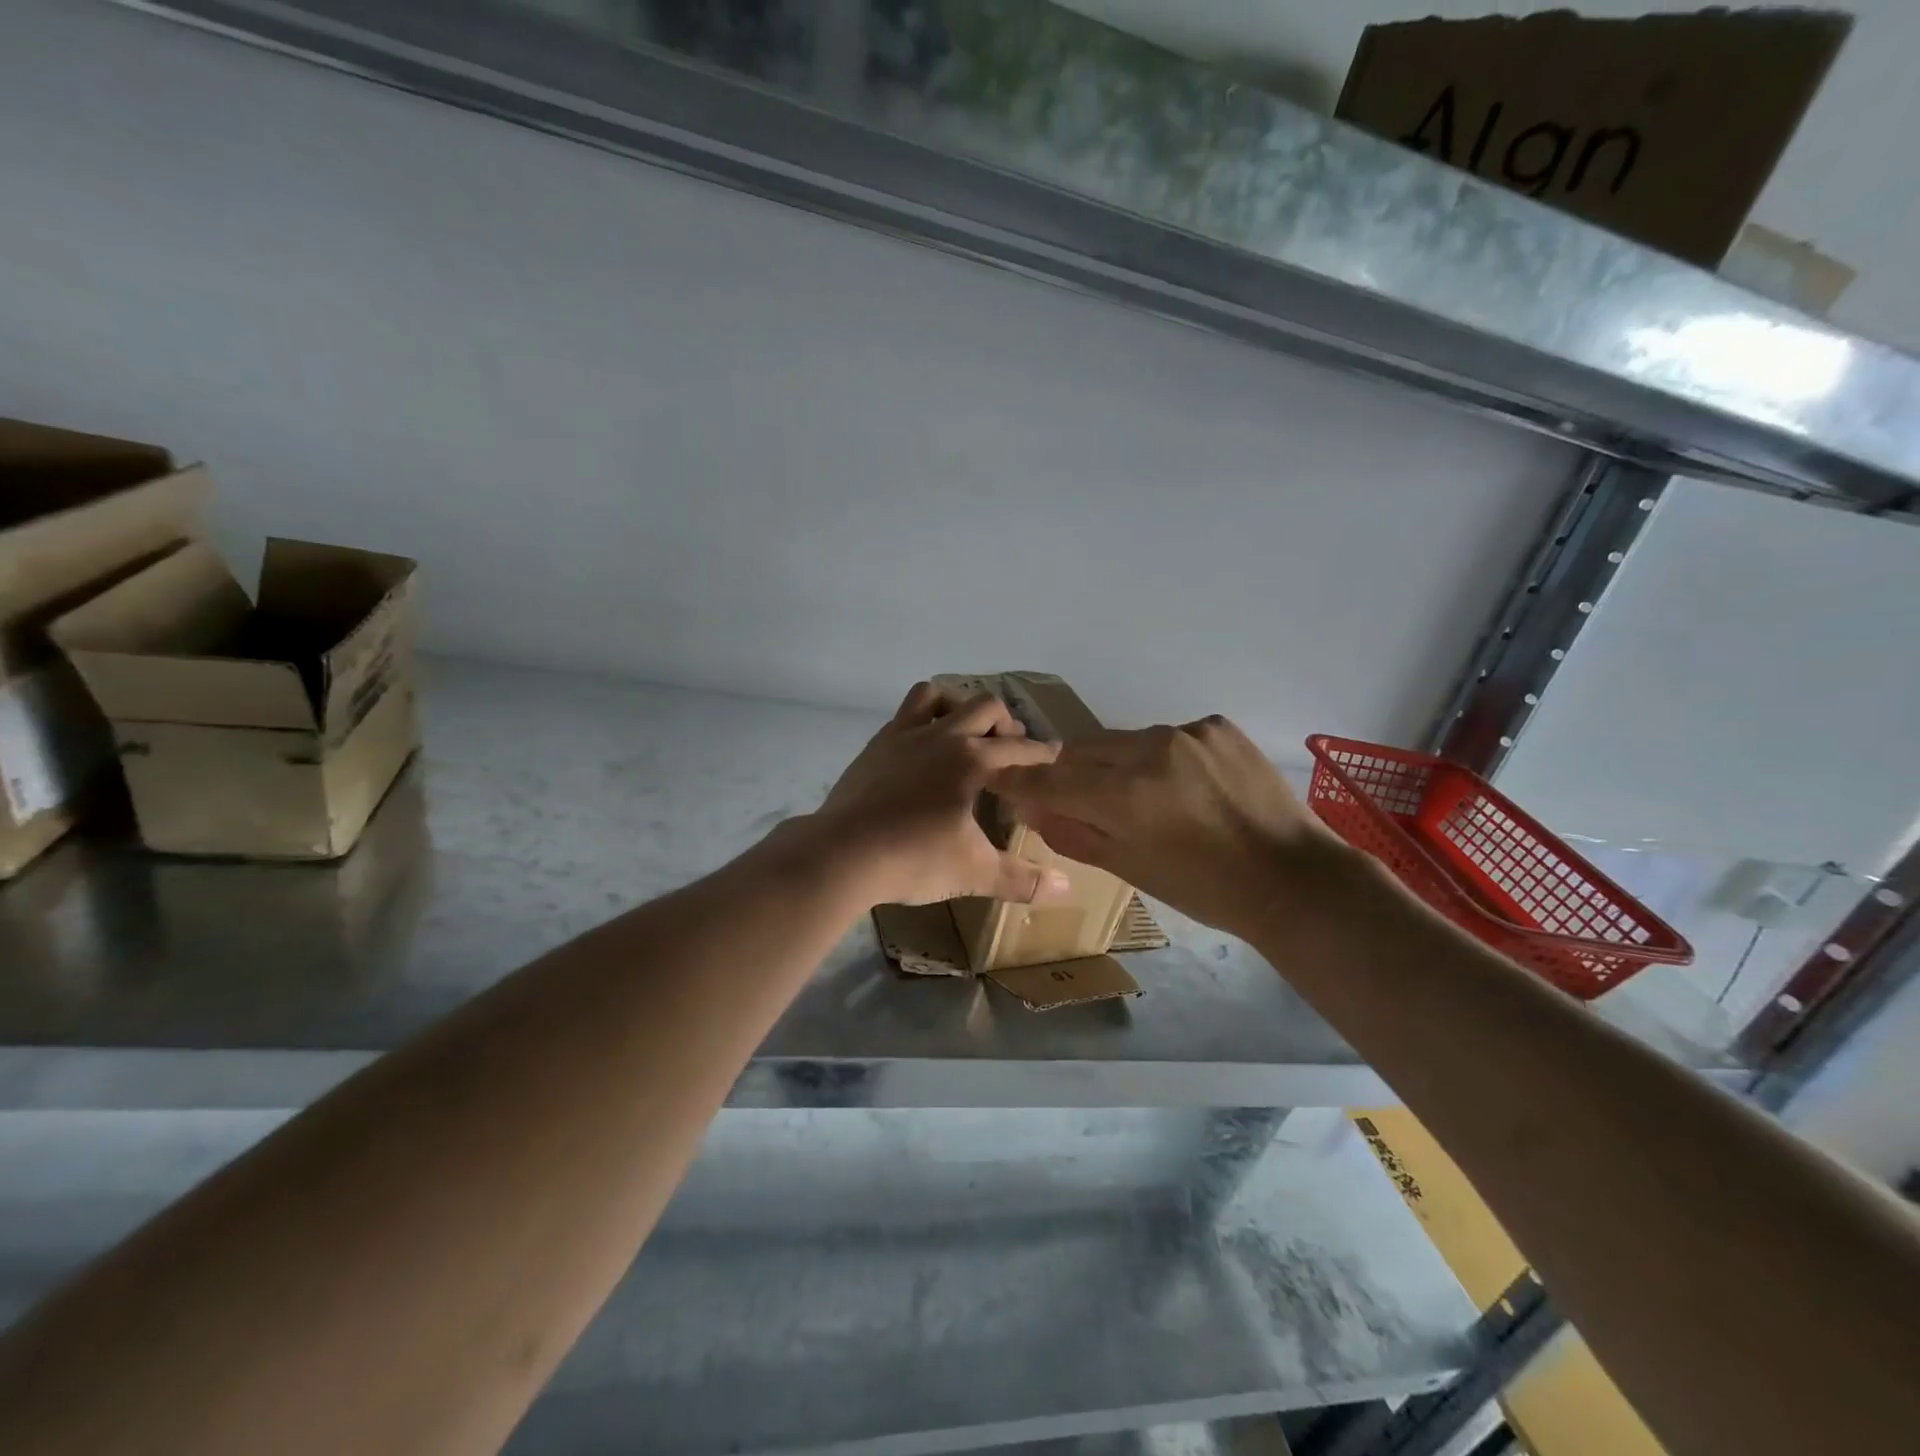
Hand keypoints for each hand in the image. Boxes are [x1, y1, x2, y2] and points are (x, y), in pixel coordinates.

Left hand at [808, 682, 1070, 907]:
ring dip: (955, 706)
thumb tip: (1065, 889)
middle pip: (983, 706)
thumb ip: (1021, 879)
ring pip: (934, 695)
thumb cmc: (914, 859)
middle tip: (1007, 748)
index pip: (1019, 748)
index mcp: (971, 760)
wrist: (842, 853)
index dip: (1041, 752)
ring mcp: (902, 736)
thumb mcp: (974, 873)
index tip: (1054, 753)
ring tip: (962, 734)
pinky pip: (903, 717)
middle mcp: (941, 736)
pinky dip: (920, 723)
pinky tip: (919, 753)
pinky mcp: (874, 747)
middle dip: (1004, 722)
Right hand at [990, 715, 1354, 940]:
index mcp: (1123, 795)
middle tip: (1072, 795)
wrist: (1293, 879)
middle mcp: (1148, 750)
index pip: (1049, 780)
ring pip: (1124, 740)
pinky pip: (1168, 736)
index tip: (999, 779)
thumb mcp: (1130, 868)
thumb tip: (1030, 808)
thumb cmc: (1205, 890)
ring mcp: (1186, 732)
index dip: (1018, 780)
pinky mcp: (1216, 726)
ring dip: (1115, 763)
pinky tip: (1184, 785)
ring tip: (1137, 794)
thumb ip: (1073, 832)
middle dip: (1067, 771)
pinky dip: (1162, 758)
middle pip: (1081, 750)